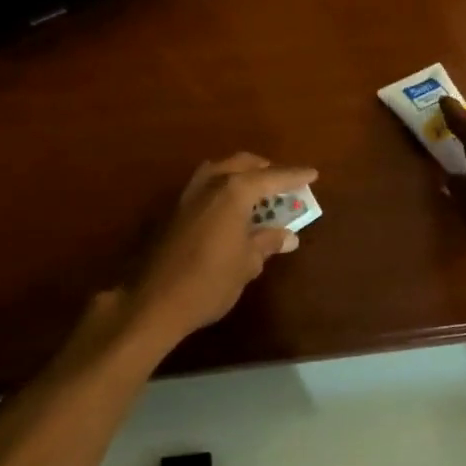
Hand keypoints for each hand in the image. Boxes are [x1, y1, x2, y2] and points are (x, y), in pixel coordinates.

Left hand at [123, 154, 317, 345]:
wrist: (152, 301)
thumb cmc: (209, 282)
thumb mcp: (247, 264)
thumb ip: (267, 242)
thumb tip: (288, 236)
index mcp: (234, 191)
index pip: (272, 177)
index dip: (295, 176)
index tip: (313, 174)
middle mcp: (210, 183)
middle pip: (243, 164)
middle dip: (265, 170)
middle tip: (282, 183)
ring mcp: (187, 194)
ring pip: (219, 170)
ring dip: (240, 176)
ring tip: (257, 194)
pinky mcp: (172, 210)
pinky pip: (205, 187)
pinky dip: (222, 190)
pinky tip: (229, 211)